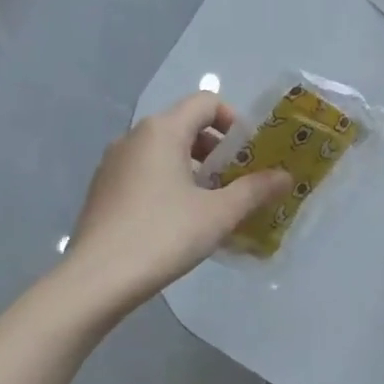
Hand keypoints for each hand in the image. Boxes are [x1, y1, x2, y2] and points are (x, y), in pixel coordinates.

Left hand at [64, 92, 291, 306]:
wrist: (96, 280)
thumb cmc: (163, 235)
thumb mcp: (219, 213)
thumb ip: (255, 190)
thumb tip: (287, 177)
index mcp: (162, 130)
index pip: (206, 102)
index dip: (234, 121)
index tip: (249, 154)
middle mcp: (134, 137)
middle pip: (185, 124)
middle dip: (217, 147)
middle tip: (237, 179)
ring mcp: (113, 163)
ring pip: (164, 150)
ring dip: (194, 167)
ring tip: (212, 202)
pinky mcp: (103, 189)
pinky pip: (145, 171)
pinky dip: (168, 181)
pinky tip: (179, 219)